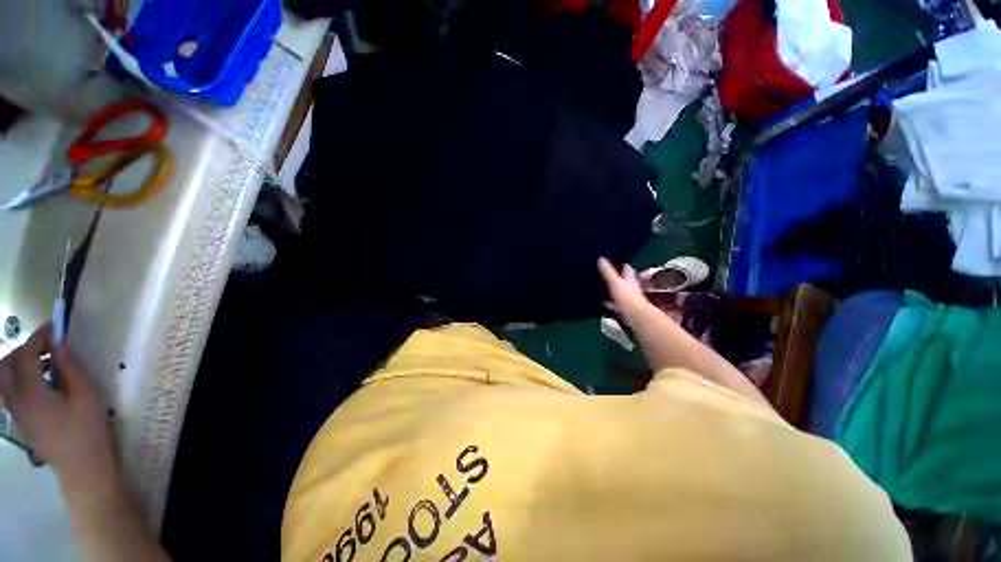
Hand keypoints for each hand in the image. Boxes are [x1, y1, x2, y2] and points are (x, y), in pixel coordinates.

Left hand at [0, 326, 117, 497]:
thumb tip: (60, 345)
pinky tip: (40, 382)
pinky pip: (10, 391)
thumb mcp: (87, 396)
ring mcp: (16, 412)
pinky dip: (19, 378)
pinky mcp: (21, 419)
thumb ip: (71, 368)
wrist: (82, 469)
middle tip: (48, 344)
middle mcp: (16, 399)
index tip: (54, 327)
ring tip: (43, 361)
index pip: (25, 356)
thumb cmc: (88, 430)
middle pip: (7, 365)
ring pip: (5, 379)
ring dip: (19, 363)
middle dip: (25, 349)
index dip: (37, 338)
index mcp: (32, 392)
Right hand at [598, 258, 653, 321]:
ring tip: (601, 287)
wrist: (635, 316)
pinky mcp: (624, 309)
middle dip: (617, 277)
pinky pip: (615, 303)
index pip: (627, 269)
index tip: (615, 260)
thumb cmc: (626, 297)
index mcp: (630, 279)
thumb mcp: (615, 282)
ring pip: (620, 292)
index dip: (622, 265)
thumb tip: (601, 258)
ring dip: (613, 290)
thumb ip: (608, 272)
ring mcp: (628, 298)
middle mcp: (631, 287)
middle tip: (605, 273)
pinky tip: (603, 302)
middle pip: (624, 280)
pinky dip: (610, 302)